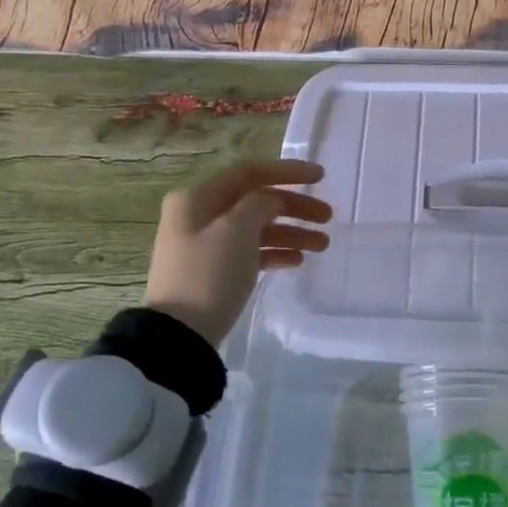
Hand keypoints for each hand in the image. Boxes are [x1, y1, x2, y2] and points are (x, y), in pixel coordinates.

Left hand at [142, 159, 331, 346]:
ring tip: (323, 245)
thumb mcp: (236, 230)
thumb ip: (260, 204)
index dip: (287, 170)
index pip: (249, 171)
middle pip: (256, 200)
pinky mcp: (214, 271)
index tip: (321, 177)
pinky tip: (298, 261)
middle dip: (294, 206)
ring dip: (291, 232)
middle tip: (328, 217)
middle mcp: (199, 214)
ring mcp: (206, 244)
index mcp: (198, 197)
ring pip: (257, 228)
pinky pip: (251, 252)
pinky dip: (275, 252)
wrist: (179, 335)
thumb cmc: (208, 274)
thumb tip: (270, 201)